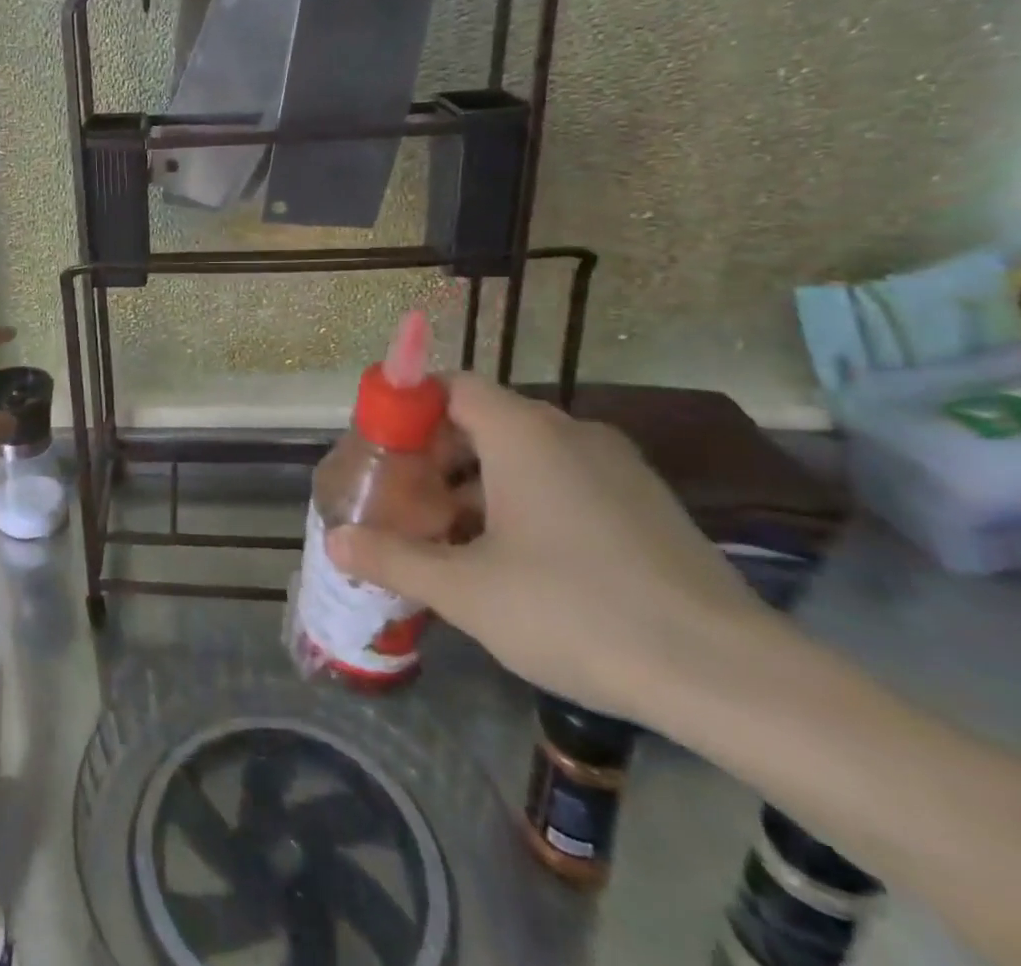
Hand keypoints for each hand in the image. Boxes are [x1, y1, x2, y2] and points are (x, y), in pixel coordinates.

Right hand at [325, 374, 769, 721]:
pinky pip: (567, 480)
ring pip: (527, 454)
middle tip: (410, 503)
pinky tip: (519, 561)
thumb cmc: (575, 611)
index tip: (384, 453)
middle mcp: (571, 432)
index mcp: (523, 432)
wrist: (730, 678)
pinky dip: (528, 501)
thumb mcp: (465, 590)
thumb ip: (392, 558)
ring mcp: (617, 467)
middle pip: (485, 419)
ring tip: (455, 538)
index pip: (452, 385)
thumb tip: (334, 543)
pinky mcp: (647, 504)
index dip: (411, 410)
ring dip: (481, 482)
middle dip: (438, 456)